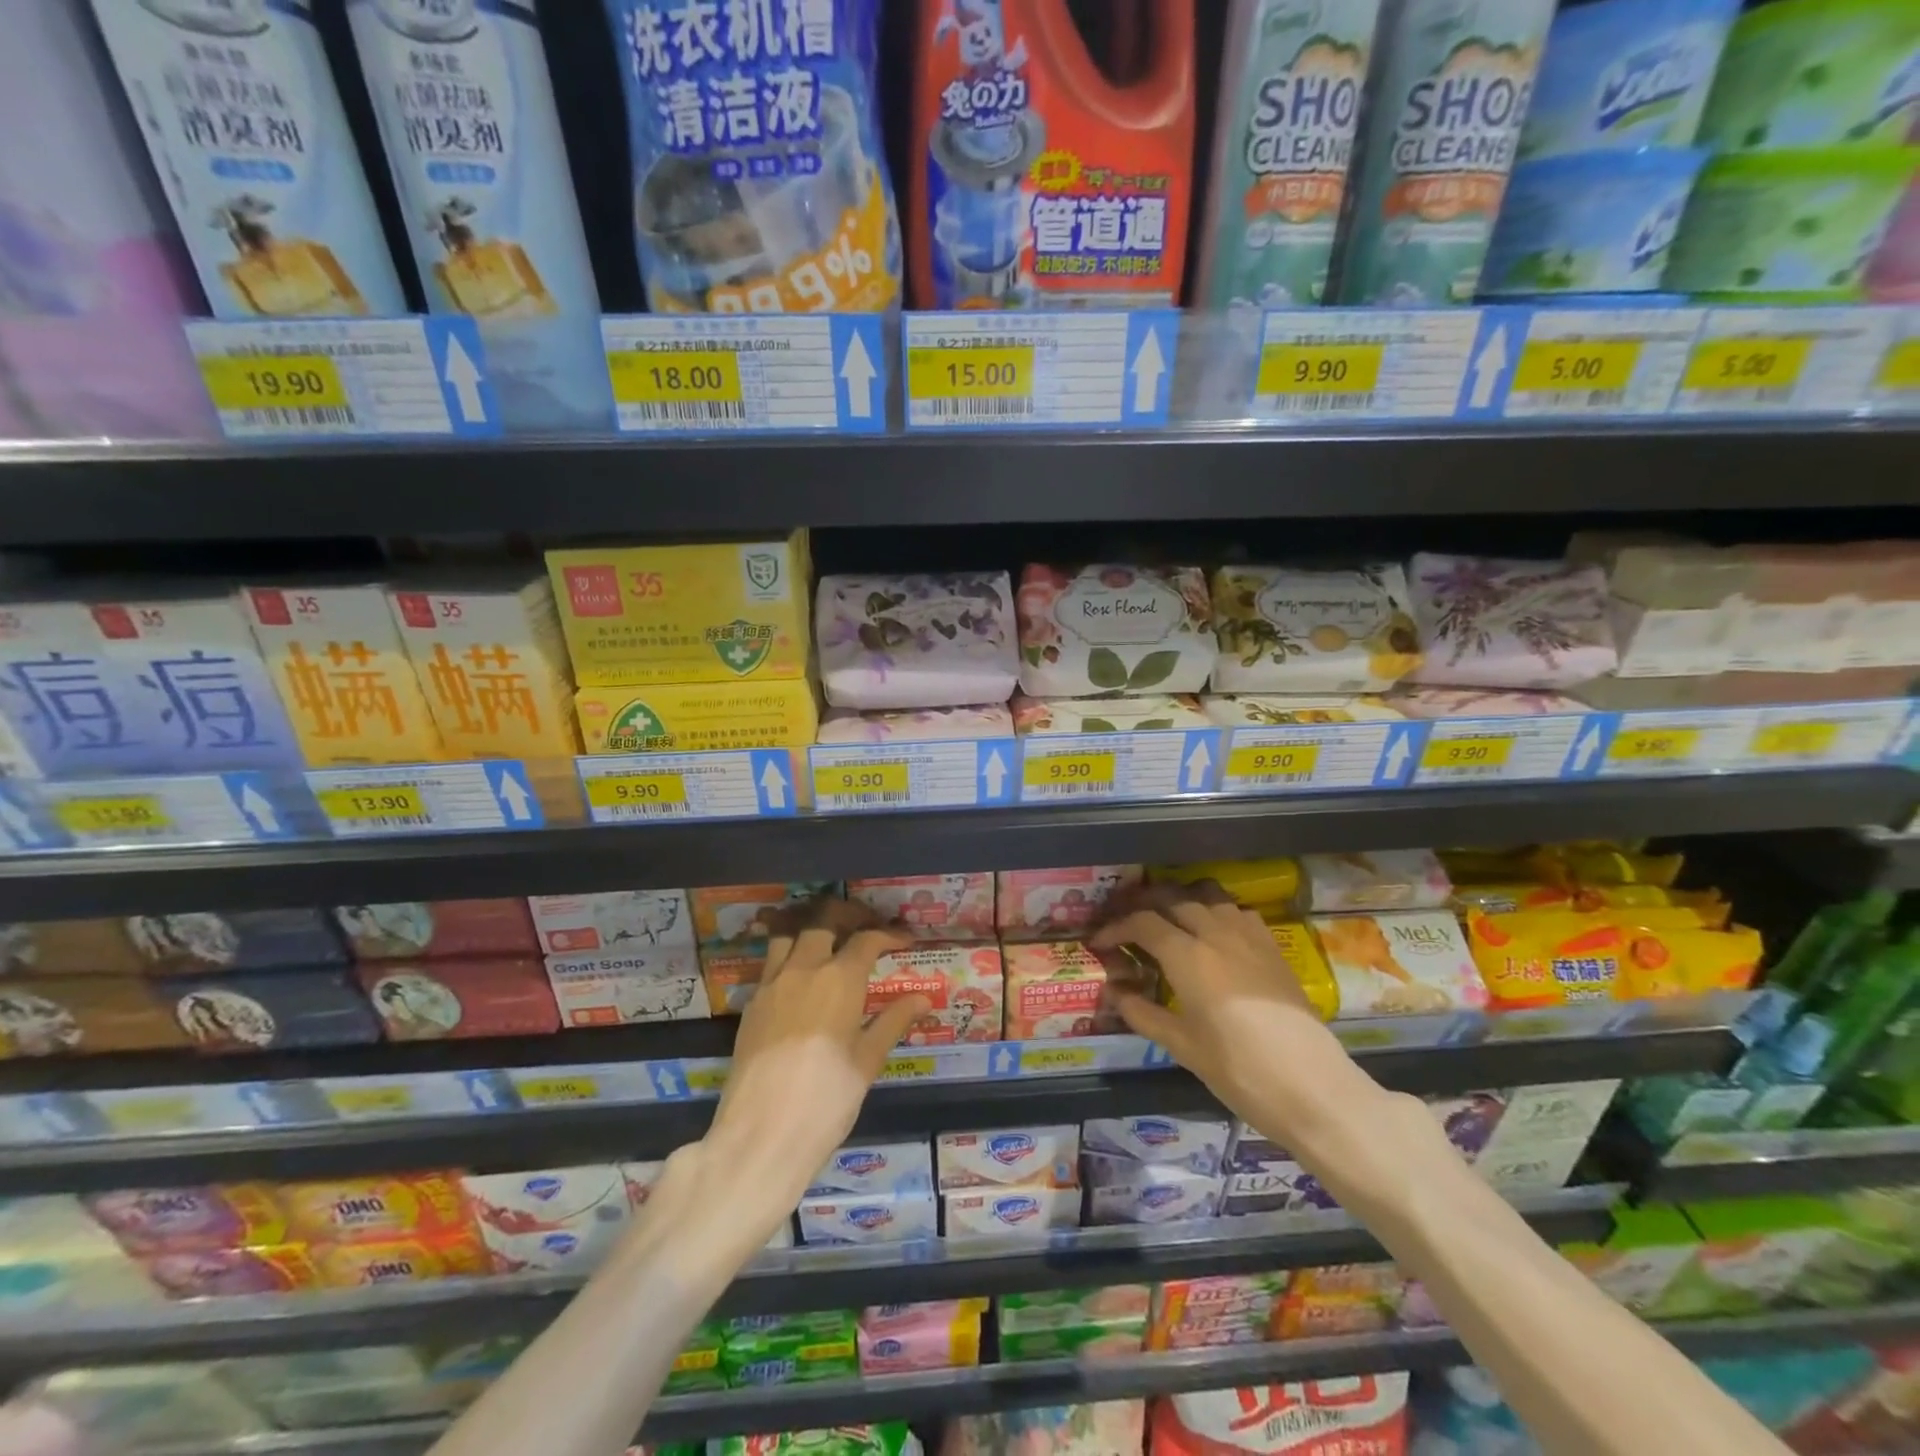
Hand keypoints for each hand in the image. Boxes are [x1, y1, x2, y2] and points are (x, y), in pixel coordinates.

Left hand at [698, 900, 924, 1246]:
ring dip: (809, 929)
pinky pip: (770, 964)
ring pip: (788, 935)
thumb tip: (924, 998)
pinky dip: (787, 956)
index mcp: (839, 978)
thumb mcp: (868, 1061)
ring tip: (827, 939)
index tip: (904, 940)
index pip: (866, 940)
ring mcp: (771, 984)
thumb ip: (893, 1022)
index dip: (888, 935)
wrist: (761, 1136)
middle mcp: (803, 969)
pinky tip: (799, 977)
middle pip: (823, 922)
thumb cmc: (826, 1100)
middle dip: (847, 917)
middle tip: (865, 926)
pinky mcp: (750, 1005)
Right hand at [1092, 882, 1357, 1140]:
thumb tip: (1114, 993)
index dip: (1115, 927)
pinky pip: (1237, 912)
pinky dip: (1215, 912)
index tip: (1100, 942)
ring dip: (1180, 901)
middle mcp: (1216, 934)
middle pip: (1172, 899)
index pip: (1142, 922)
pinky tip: (1212, 934)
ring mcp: (1249, 937)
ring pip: (1207, 898)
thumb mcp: (1182, 1047)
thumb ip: (1143, 1014)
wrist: (1312, 1087)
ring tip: (1166, 920)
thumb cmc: (1239, 1071)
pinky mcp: (1273, 947)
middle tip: (1127, 924)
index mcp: (1188, 956)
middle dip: (1143, 905)